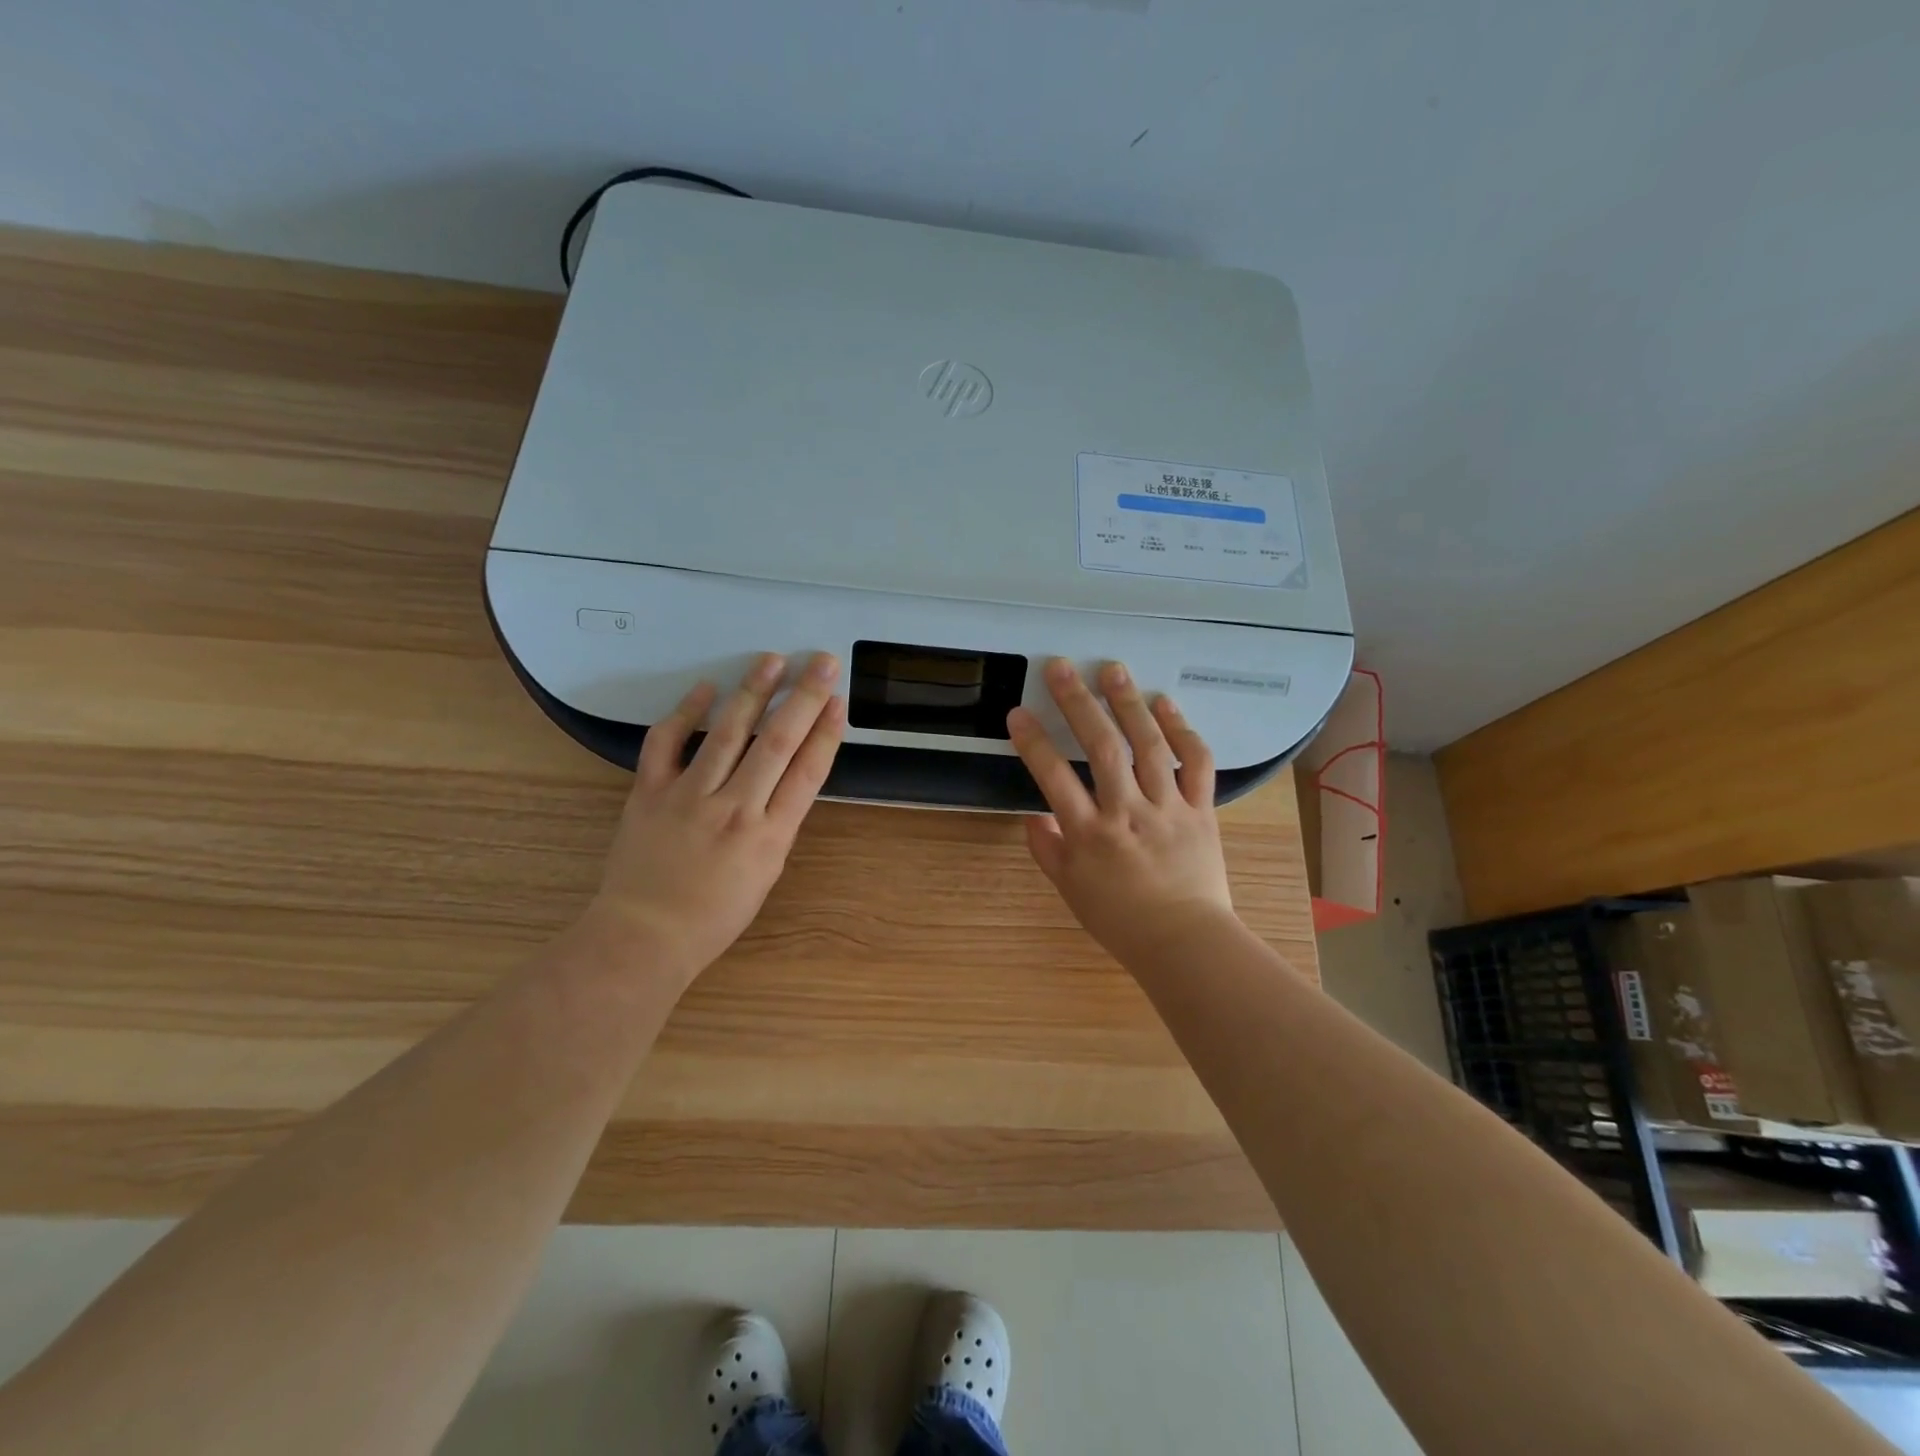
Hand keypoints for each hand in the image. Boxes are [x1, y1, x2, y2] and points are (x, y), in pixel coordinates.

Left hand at [590, 651, 844, 976]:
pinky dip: (685, 713)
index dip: (826, 733)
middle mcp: (735, 808)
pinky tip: (704, 689)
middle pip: (777, 742)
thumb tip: (785, 781)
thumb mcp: (765, 875)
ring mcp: (690, 796)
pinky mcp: (650, 792)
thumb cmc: (713, 916)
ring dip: (753, 692)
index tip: (838, 700)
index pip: (808, 772)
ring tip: (772, 660)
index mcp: (770, 836)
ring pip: (727, 733)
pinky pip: (666, 742)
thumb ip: (777, 824)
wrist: (644, 936)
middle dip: (803, 698)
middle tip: (821, 663)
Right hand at [1007, 659, 1234, 964]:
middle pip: (1102, 749)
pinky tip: (1166, 704)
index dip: (1034, 743)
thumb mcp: (1071, 891)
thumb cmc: (1121, 920)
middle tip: (1062, 667)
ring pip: (1149, 747)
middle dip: (1079, 704)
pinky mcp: (1202, 810)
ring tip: (1113, 670)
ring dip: (1129, 704)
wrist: (1186, 943)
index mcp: (1090, 835)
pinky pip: (1196, 764)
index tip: (1018, 713)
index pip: (1054, 779)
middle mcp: (1128, 813)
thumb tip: (1033, 816)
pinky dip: (1183, 731)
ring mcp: (1168, 808)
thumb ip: (1048, 850)